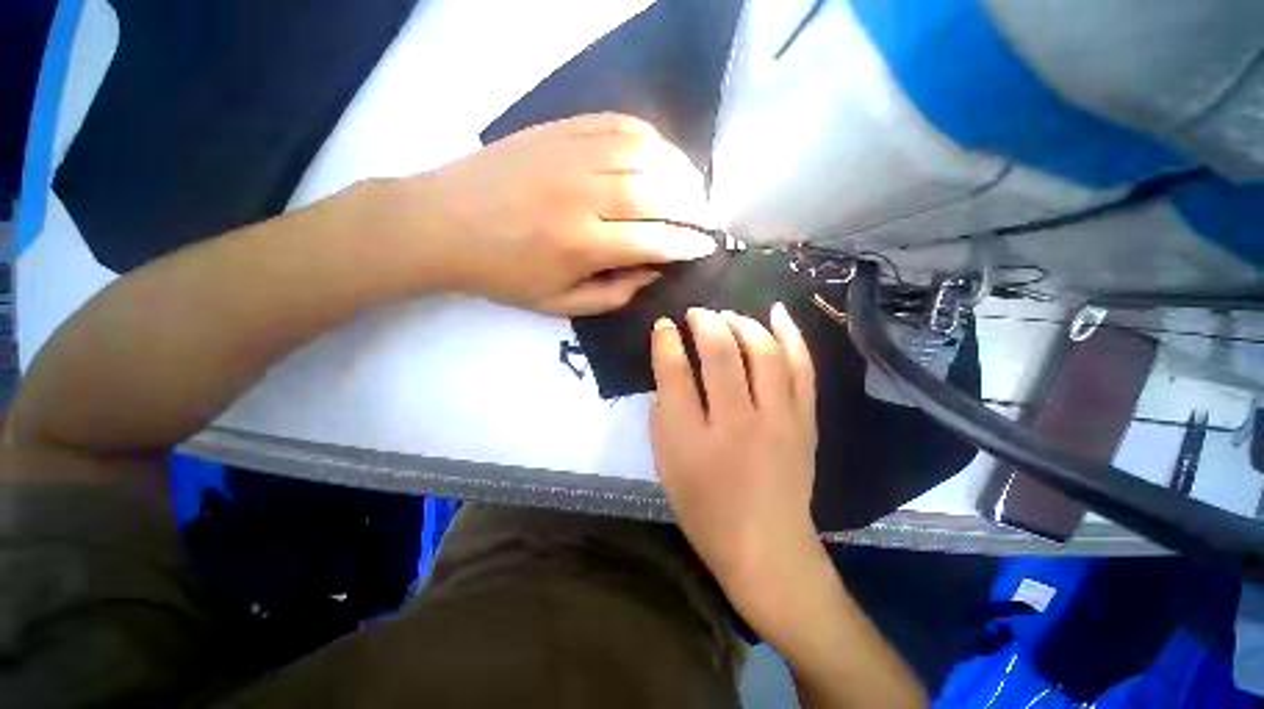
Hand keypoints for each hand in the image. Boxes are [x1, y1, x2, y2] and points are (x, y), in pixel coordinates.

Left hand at [414, 113, 717, 314]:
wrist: (442, 224)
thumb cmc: (503, 274)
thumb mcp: (559, 304)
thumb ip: (613, 294)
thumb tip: (654, 271)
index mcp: (582, 245)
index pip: (654, 240)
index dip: (687, 244)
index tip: (706, 247)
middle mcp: (583, 195)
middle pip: (658, 193)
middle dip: (694, 206)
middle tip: (708, 217)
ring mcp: (570, 155)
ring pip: (645, 153)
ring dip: (680, 170)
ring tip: (693, 188)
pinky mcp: (558, 130)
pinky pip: (618, 124)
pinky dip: (649, 138)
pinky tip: (660, 155)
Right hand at [650, 304, 820, 634]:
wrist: (767, 548)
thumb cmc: (706, 512)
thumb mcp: (666, 468)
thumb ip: (661, 418)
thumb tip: (667, 378)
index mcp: (692, 440)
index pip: (675, 373)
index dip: (666, 340)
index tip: (664, 326)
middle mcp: (736, 423)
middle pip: (721, 353)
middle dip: (704, 321)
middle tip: (696, 314)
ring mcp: (777, 420)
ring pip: (763, 352)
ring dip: (742, 323)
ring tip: (728, 315)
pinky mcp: (804, 421)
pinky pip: (801, 367)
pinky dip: (791, 334)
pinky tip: (777, 312)